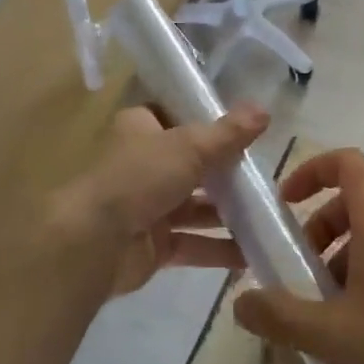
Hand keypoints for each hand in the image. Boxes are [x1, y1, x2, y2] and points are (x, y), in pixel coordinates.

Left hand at [58, 105, 266, 297]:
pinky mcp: (153, 245)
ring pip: (195, 206)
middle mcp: (143, 164)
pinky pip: (193, 244)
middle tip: (266, 175)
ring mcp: (147, 206)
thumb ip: (228, 133)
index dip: (205, 120)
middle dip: (225, 171)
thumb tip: (264, 109)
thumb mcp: (190, 146)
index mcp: (141, 128)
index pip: (174, 116)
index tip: (243, 128)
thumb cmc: (139, 177)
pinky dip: (219, 249)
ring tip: (268, 215)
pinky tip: (252, 254)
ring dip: (228, 212)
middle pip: (191, 163)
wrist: (94, 243)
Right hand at [232, 150, 363, 363]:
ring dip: (342, 259)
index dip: (311, 172)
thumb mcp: (330, 335)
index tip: (285, 204)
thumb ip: (279, 315)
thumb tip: (240, 302)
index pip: (347, 163)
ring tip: (327, 313)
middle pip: (357, 202)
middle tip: (302, 274)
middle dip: (320, 230)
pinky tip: (361, 333)